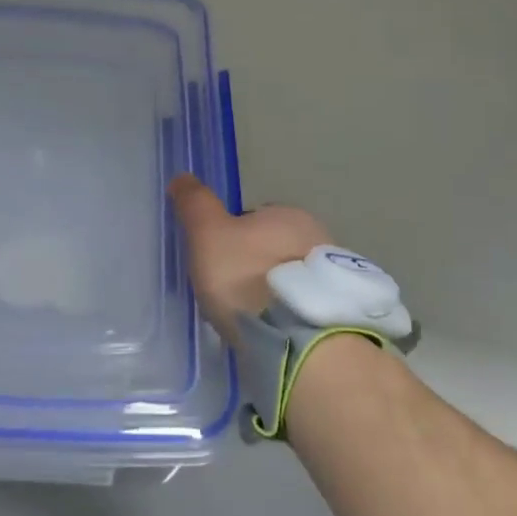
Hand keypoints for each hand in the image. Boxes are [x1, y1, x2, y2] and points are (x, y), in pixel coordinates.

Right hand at [167, 174, 329, 342]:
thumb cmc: (246, 276)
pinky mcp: (334, 311)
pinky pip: (301, 305)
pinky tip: (270, 331)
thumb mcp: (208, 234)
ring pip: (289, 277)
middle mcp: (316, 236)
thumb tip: (182, 177)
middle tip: (229, 292)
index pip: (253, 218)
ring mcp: (331, 276)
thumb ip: (195, 204)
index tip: (215, 263)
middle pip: (272, 248)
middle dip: (253, 264)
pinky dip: (285, 313)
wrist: (295, 337)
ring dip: (272, 291)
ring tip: (249, 317)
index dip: (230, 238)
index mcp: (288, 214)